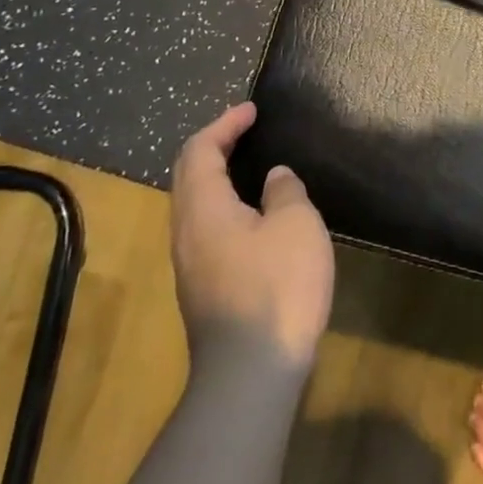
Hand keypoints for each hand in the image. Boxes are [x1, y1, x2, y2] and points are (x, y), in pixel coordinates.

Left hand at [169, 102, 334, 366]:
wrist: (251, 373)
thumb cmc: (277, 287)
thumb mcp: (295, 225)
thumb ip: (284, 192)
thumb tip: (275, 178)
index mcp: (203, 209)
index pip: (200, 151)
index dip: (224, 124)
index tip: (251, 110)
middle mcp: (186, 233)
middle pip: (188, 176)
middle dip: (214, 146)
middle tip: (245, 130)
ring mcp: (191, 265)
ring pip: (195, 205)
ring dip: (218, 177)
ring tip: (251, 166)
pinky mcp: (204, 289)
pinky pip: (207, 228)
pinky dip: (226, 204)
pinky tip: (255, 215)